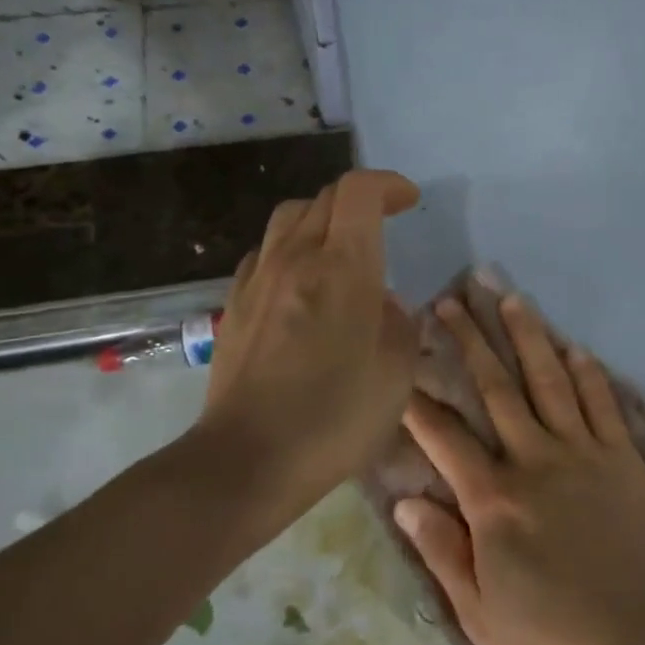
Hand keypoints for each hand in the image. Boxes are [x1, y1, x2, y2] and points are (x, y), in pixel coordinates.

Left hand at [195, 169, 420, 513]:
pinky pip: (265, 253)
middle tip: (384, 222)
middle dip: (360, 199)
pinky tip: (301, 282)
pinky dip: (290, 249)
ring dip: (321, 218)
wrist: (247, 460)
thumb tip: (382, 303)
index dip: (388, 184)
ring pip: (288, 217)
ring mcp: (258, 280)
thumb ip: (399, 324)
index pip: (359, 191)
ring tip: (341, 246)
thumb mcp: (397, 373)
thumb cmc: (335, 417)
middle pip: (324, 198)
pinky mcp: (234, 305)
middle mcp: (296, 259)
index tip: (409, 201)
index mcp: (343, 267)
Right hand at [395, 292, 644, 644]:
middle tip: (452, 301)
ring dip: (528, 336)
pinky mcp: (622, 459)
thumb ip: (441, 551)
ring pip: (550, 380)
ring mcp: (584, 453)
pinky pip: (602, 403)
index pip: (445, 436)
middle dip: (471, 341)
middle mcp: (535, 460)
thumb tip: (406, 500)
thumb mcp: (478, 614)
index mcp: (494, 499)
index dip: (419, 399)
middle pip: (497, 388)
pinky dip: (587, 371)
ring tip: (511, 297)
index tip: (402, 362)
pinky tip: (573, 345)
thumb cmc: (551, 639)